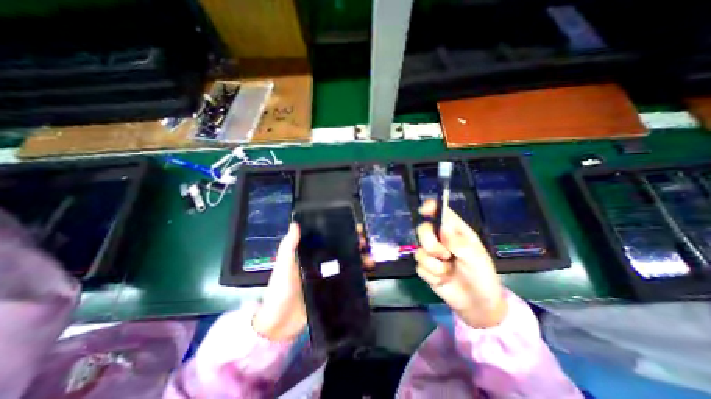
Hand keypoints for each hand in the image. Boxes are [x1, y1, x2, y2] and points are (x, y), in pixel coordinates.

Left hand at [251, 223, 374, 340]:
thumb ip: (289, 247)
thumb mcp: (284, 266)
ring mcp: (328, 278)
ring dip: (360, 261)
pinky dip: (358, 278)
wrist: (280, 324)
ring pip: (348, 265)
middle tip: (365, 244)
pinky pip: (348, 282)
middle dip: (356, 246)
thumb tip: (295, 224)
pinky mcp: (333, 291)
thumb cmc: (281, 290)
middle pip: (342, 251)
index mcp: (311, 255)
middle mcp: (322, 264)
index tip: (355, 229)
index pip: (329, 239)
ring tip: (370, 260)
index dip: (343, 233)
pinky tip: (367, 276)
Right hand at [415, 200, 507, 326]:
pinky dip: (432, 275)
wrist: (477, 305)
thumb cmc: (482, 277)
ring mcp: (432, 254)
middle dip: (430, 243)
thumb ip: (459, 243)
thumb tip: (442, 227)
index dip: (431, 207)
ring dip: (434, 264)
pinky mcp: (426, 268)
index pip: (440, 212)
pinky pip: (419, 266)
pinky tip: (442, 279)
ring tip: (448, 271)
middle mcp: (441, 239)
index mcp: (455, 231)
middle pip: (423, 229)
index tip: (424, 211)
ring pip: (419, 250)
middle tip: (444, 254)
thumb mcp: (476, 259)